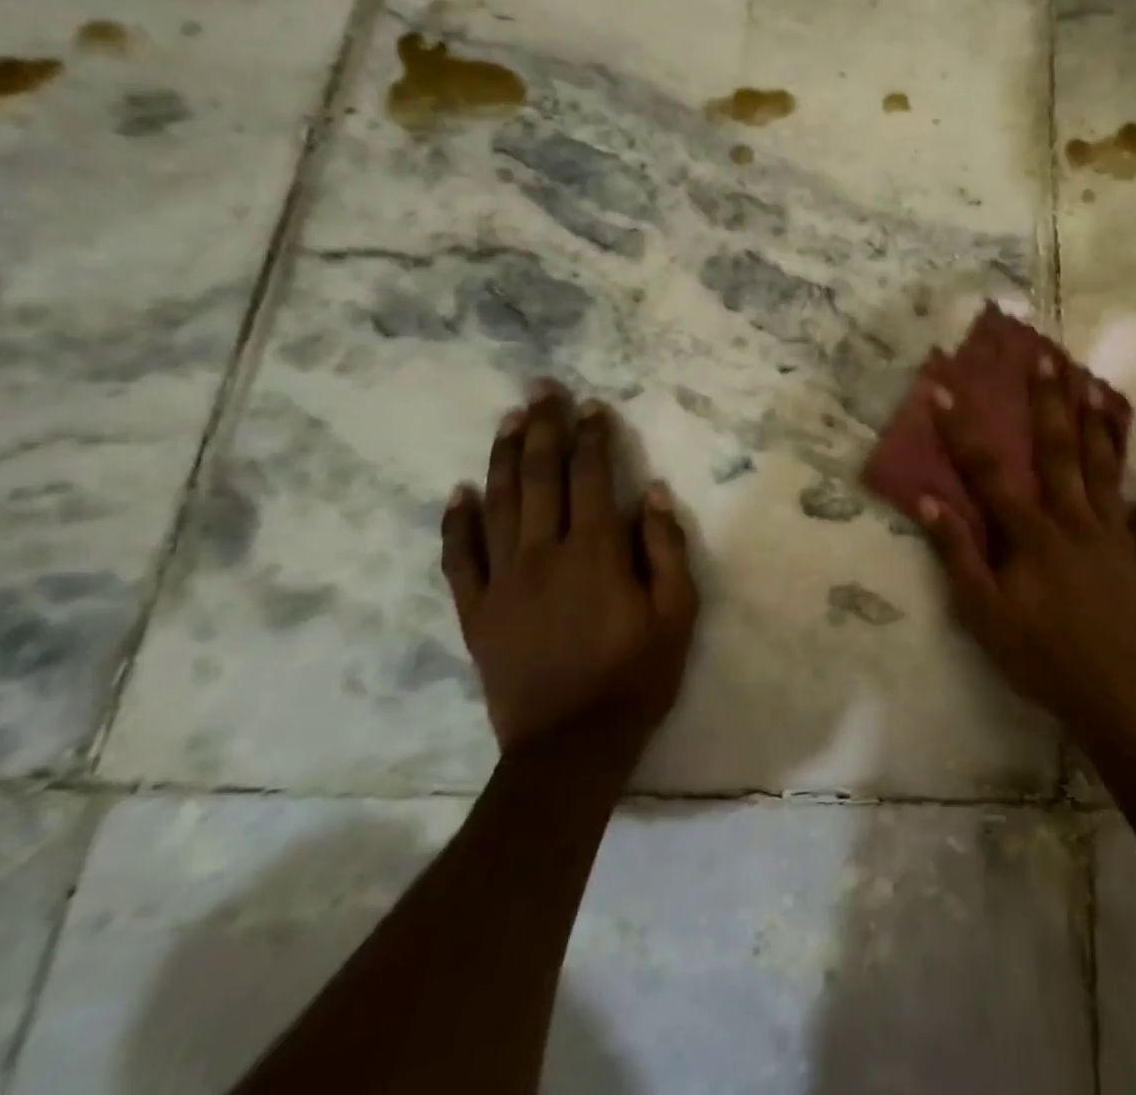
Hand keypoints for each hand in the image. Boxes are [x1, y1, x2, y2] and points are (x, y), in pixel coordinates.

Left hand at [440, 382, 699, 753]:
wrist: (570, 746)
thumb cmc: (636, 675)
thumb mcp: (677, 612)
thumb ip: (666, 548)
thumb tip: (651, 492)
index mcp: (595, 551)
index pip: (591, 477)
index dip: (593, 437)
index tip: (593, 406)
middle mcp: (543, 554)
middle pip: (540, 477)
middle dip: (543, 429)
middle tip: (542, 390)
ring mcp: (502, 581)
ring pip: (498, 504)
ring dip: (504, 457)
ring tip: (510, 421)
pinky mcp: (477, 611)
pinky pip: (459, 558)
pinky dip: (457, 522)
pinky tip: (460, 493)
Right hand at [919, 353, 1135, 728]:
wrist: (1116, 696)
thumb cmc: (1041, 656)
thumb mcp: (983, 613)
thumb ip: (958, 554)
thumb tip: (928, 501)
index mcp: (1031, 534)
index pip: (988, 474)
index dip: (962, 433)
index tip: (944, 391)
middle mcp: (1073, 521)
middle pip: (1058, 454)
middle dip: (1049, 404)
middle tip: (1048, 358)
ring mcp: (1113, 537)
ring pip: (1106, 472)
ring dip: (1100, 427)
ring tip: (1096, 386)